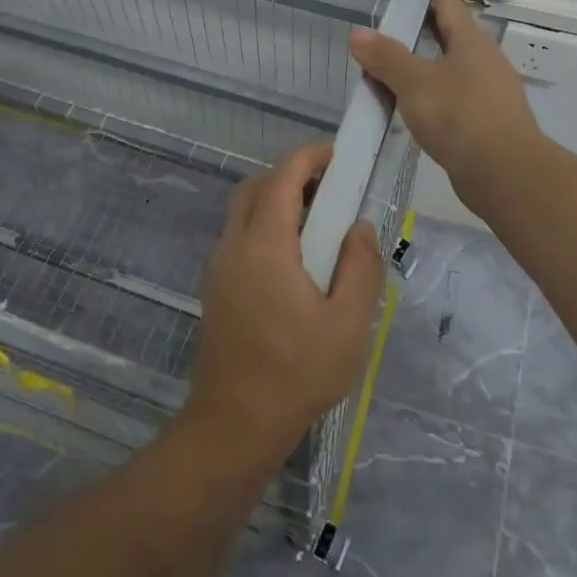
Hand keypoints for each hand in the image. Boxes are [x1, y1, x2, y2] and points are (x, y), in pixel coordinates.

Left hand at [182, 143, 386, 461]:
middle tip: (331, 187)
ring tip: (319, 222)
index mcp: (265, 245)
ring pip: (244, 211)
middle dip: (292, 174)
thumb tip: (359, 226)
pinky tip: (294, 259)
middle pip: (257, 187)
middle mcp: (234, 245)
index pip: (283, 178)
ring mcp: (219, 266)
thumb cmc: (297, 372)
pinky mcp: (216, 287)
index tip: (337, 154)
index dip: (309, 157)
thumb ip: (360, 267)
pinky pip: (239, 237)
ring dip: (277, 200)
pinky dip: (265, 226)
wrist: (235, 422)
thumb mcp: (349, 323)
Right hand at [349, 0, 544, 209]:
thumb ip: (386, 57)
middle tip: (409, 21)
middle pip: (457, 37)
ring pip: (457, 69)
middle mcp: (486, 62)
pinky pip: (457, 97)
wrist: (504, 172)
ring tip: (406, 66)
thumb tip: (357, 33)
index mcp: (471, 43)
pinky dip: (437, 94)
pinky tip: (422, 107)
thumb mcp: (414, 82)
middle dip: (435, 28)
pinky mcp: (489, 122)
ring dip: (433, 64)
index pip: (453, 7)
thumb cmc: (459, 115)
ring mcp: (491, 94)